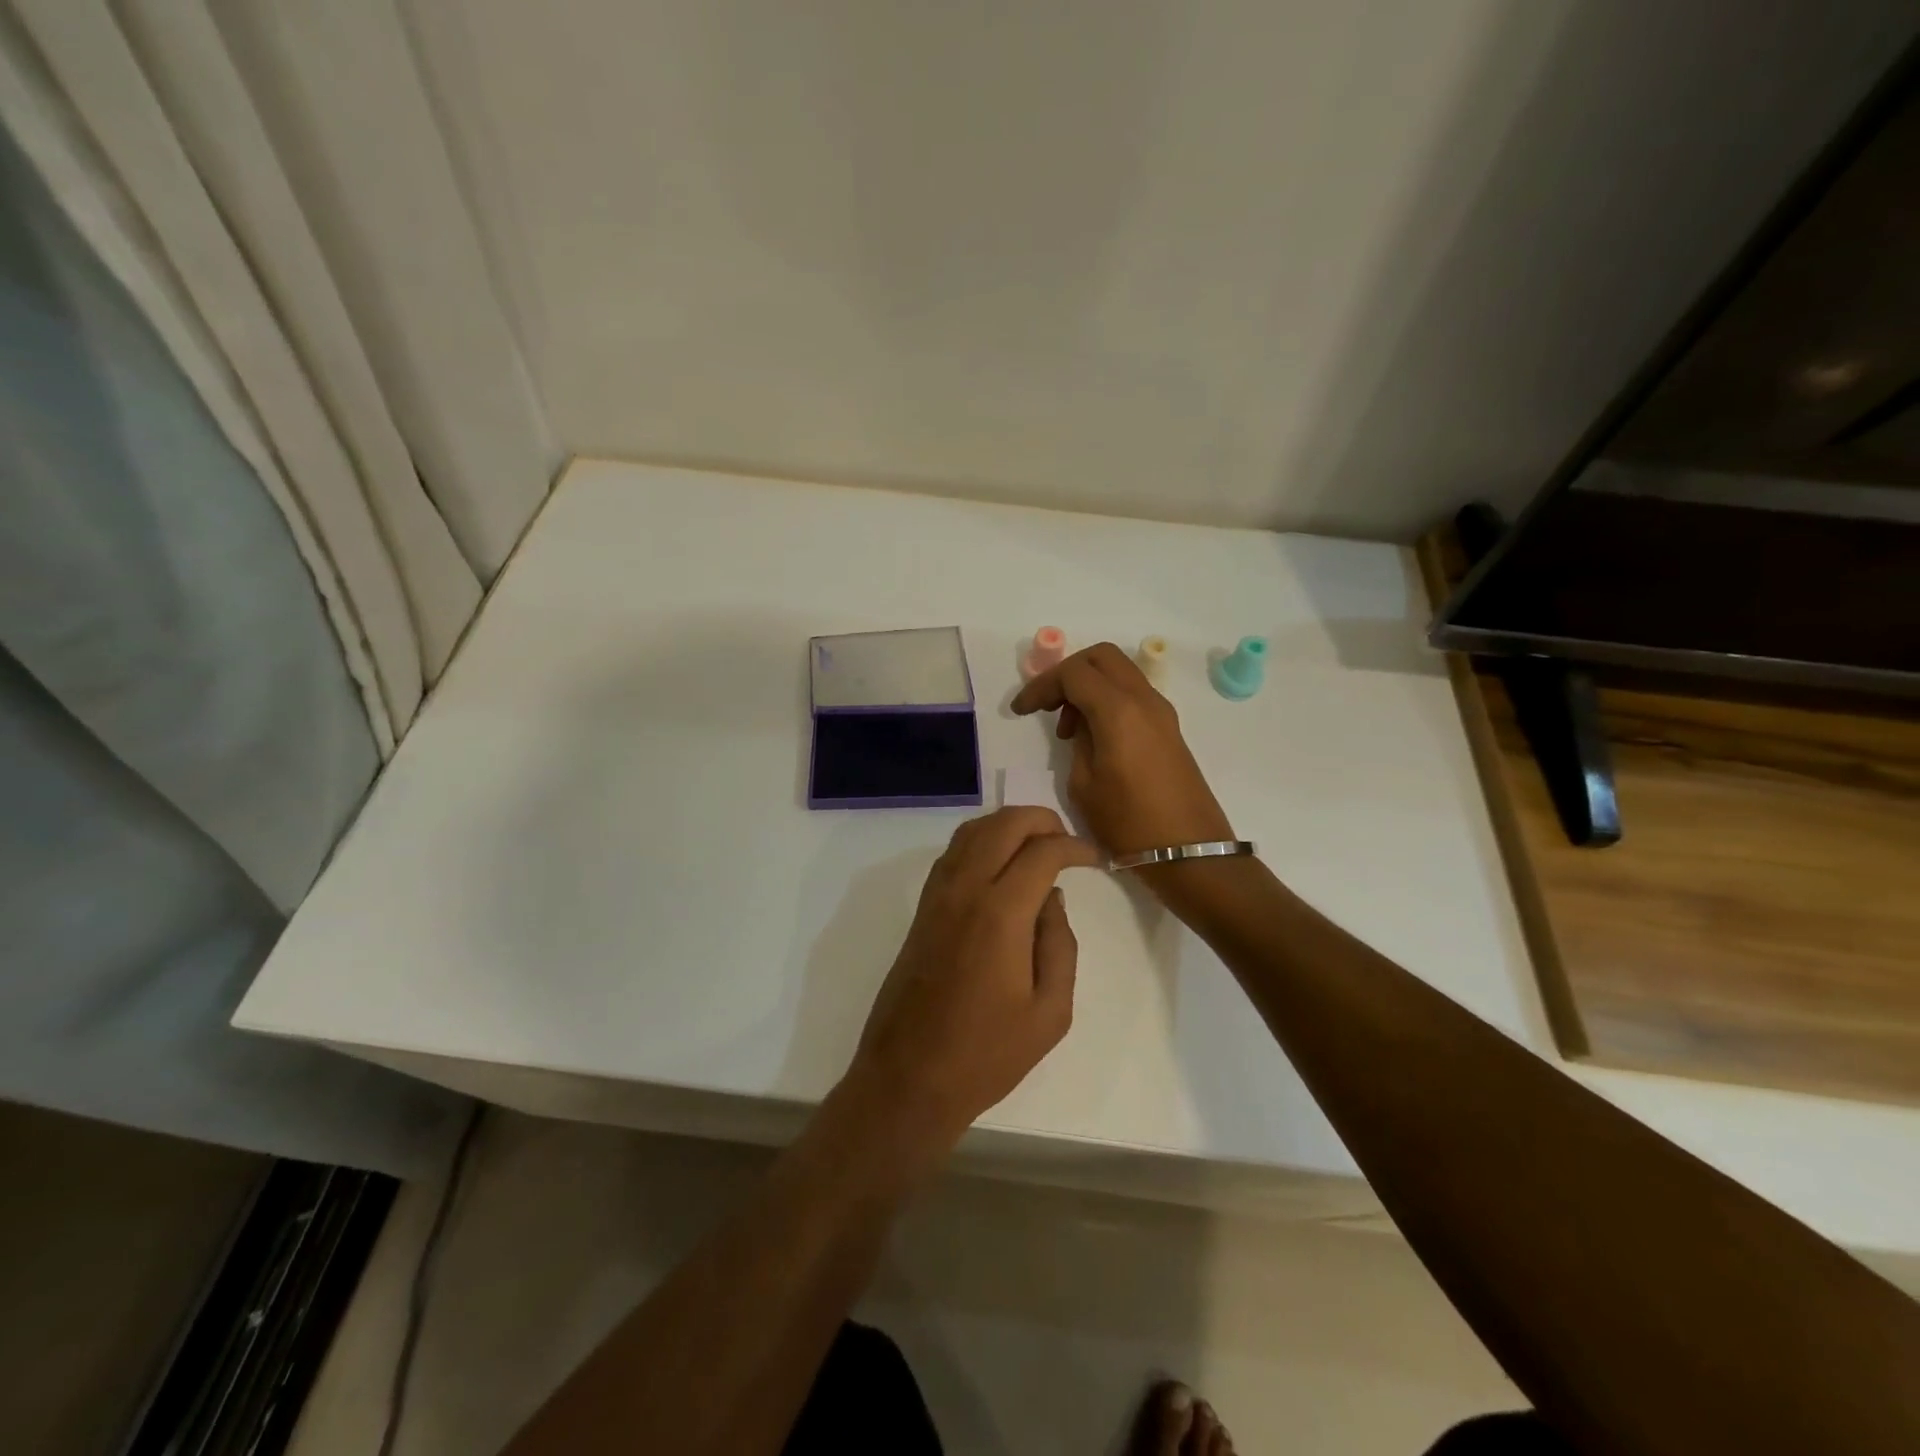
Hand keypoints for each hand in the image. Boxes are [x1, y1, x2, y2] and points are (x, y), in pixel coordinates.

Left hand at [844, 808, 1101, 1153]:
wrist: (909, 1076)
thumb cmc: (987, 1054)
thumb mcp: (1050, 1011)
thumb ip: (1060, 945)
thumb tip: (1052, 899)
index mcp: (1000, 913)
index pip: (1042, 851)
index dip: (1074, 847)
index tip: (1095, 859)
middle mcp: (964, 890)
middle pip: (1003, 824)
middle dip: (1041, 820)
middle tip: (1068, 842)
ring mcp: (937, 896)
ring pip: (972, 831)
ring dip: (1007, 825)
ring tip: (1038, 846)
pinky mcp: (922, 909)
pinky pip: (952, 854)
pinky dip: (980, 842)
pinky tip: (1000, 866)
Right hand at [1010, 643, 1232, 854]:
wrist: (1188, 851)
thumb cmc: (1129, 823)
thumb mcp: (1084, 785)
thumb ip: (1078, 742)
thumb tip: (1081, 724)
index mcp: (1118, 711)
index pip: (1073, 673)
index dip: (1041, 685)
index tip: (1021, 710)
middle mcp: (1143, 699)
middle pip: (1101, 657)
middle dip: (1068, 672)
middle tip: (1047, 704)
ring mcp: (1161, 711)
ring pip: (1119, 672)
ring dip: (1089, 685)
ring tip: (1068, 728)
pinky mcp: (1168, 727)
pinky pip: (1132, 694)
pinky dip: (1108, 699)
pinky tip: (1094, 735)